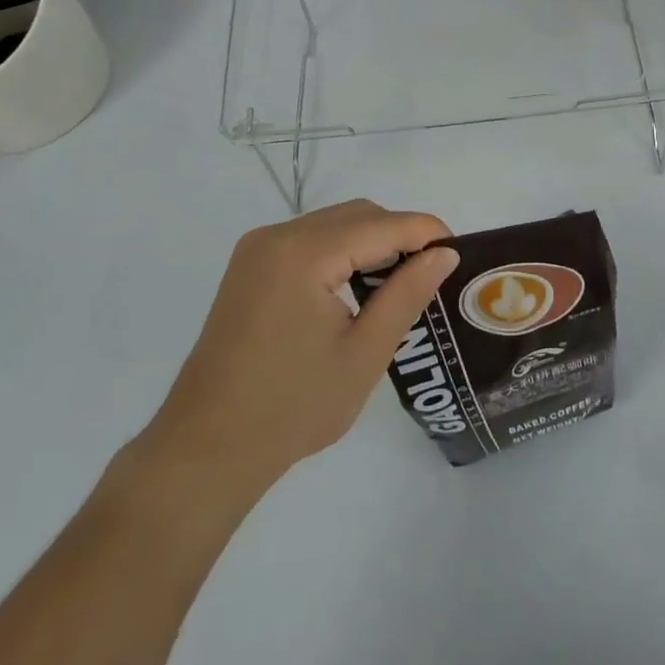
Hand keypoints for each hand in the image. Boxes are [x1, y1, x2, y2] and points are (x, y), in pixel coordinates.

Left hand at [138, 200, 457, 495]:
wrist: (205, 450)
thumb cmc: (291, 408)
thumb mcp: (364, 354)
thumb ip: (407, 294)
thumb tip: (444, 254)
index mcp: (304, 254)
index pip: (381, 224)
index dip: (425, 231)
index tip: (459, 250)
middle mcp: (277, 236)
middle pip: (357, 215)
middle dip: (399, 235)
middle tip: (431, 273)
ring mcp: (257, 250)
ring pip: (333, 224)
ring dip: (371, 241)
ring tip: (401, 282)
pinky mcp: (249, 267)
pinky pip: (309, 241)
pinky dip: (341, 252)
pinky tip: (357, 286)